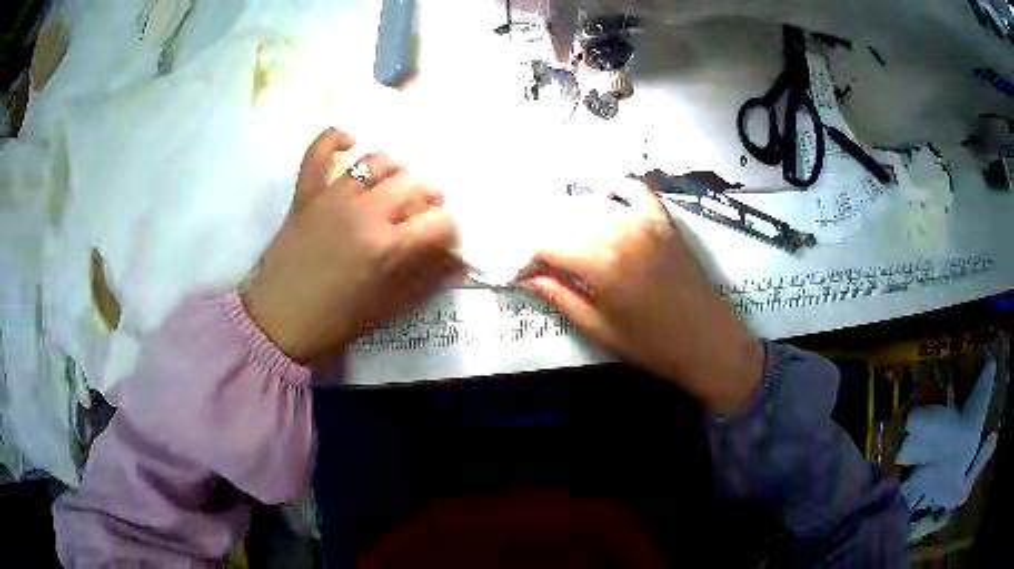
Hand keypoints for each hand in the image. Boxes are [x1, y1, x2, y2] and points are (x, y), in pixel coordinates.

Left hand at [242, 128, 459, 361]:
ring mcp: (332, 198)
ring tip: (396, 183)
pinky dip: (333, 140)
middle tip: (425, 214)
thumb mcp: (386, 308)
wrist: (278, 322)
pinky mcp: (305, 194)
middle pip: (413, 185)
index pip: (439, 222)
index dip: (451, 230)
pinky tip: (348, 140)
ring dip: (395, 169)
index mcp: (387, 247)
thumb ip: (424, 281)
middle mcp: (364, 213)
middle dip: (430, 197)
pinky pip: (317, 153)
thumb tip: (457, 265)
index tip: (446, 241)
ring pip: (375, 163)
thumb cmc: (334, 321)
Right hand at [521, 181, 763, 412]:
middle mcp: (619, 230)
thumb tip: (527, 278)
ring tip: (566, 239)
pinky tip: (605, 204)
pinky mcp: (663, 220)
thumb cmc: (653, 346)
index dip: (527, 256)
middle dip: (546, 236)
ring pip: (594, 204)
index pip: (546, 244)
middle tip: (540, 257)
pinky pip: (634, 190)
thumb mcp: (599, 330)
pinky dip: (615, 193)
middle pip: (566, 220)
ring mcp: (645, 220)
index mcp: (600, 262)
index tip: (521, 271)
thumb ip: (560, 297)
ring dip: (572, 218)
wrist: (710, 343)